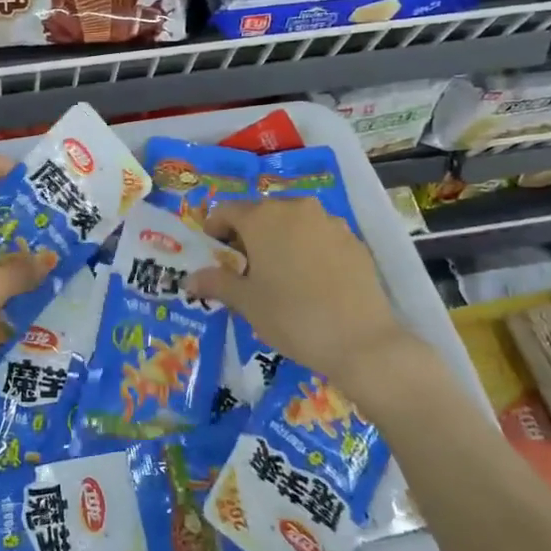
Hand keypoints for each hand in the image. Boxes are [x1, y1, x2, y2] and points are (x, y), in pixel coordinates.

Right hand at [187, 197, 446, 421]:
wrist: (360, 341)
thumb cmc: (291, 316)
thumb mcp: (245, 302)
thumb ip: (215, 283)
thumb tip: (189, 280)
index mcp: (262, 217)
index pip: (226, 210)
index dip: (214, 230)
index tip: (214, 254)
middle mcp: (295, 209)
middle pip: (261, 213)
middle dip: (248, 235)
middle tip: (244, 268)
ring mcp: (329, 222)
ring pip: (293, 223)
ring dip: (280, 240)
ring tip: (280, 275)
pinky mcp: (354, 241)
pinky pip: (320, 237)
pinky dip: (308, 250)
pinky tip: (311, 282)